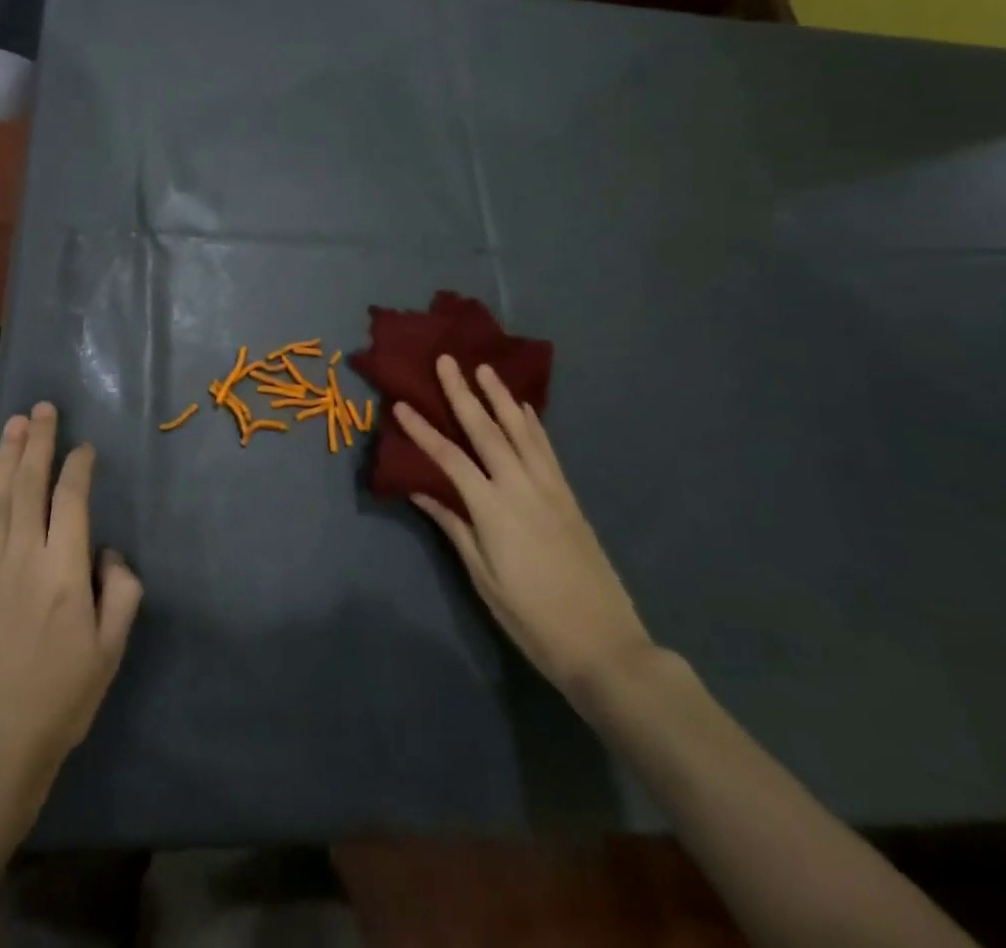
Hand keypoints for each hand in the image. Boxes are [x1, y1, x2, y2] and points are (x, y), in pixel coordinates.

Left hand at [0, 402, 143, 798]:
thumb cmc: (60, 699)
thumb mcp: (110, 651)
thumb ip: (121, 593)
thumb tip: (109, 551)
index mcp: (65, 571)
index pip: (71, 500)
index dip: (78, 467)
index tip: (84, 447)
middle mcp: (24, 556)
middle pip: (30, 484)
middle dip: (39, 442)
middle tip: (45, 408)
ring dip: (7, 453)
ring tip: (16, 421)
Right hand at [395, 357, 653, 700]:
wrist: (605, 644)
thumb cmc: (532, 618)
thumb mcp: (482, 576)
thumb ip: (452, 525)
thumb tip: (418, 488)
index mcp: (493, 509)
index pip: (449, 458)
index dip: (422, 430)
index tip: (400, 403)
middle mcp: (522, 487)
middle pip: (486, 430)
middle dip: (463, 393)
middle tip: (447, 360)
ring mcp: (550, 488)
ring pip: (521, 430)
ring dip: (501, 397)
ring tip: (484, 369)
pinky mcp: (568, 496)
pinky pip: (546, 449)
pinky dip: (532, 423)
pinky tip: (524, 409)